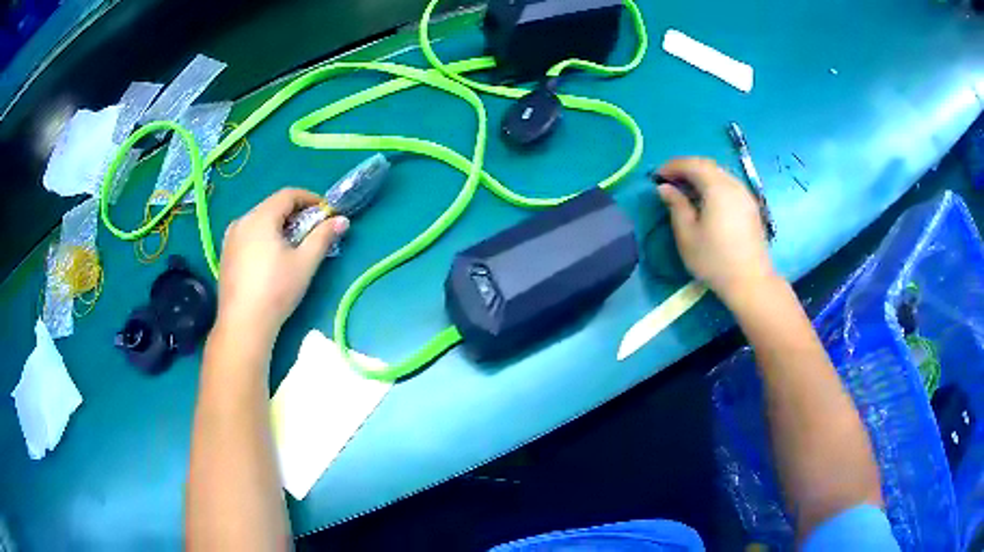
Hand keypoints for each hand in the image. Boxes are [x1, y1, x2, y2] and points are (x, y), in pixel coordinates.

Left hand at [216, 188, 348, 342]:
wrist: (243, 324)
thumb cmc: (276, 290)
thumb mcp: (305, 263)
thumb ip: (323, 237)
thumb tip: (342, 220)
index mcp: (261, 217)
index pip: (288, 194)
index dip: (310, 199)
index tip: (325, 212)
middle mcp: (242, 221)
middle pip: (272, 206)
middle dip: (295, 214)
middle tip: (311, 232)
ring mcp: (230, 238)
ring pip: (259, 221)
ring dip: (278, 226)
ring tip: (292, 247)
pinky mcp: (225, 255)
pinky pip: (248, 235)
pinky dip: (263, 238)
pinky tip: (270, 260)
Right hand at [655, 157, 775, 304]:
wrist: (750, 282)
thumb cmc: (714, 260)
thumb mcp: (687, 235)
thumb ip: (675, 206)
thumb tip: (665, 188)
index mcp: (717, 187)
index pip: (692, 164)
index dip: (672, 166)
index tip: (656, 176)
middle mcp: (733, 184)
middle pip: (707, 165)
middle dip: (686, 168)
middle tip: (669, 181)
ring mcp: (745, 195)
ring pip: (720, 174)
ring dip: (701, 176)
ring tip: (686, 191)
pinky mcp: (751, 207)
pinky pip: (729, 186)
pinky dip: (713, 186)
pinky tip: (707, 202)